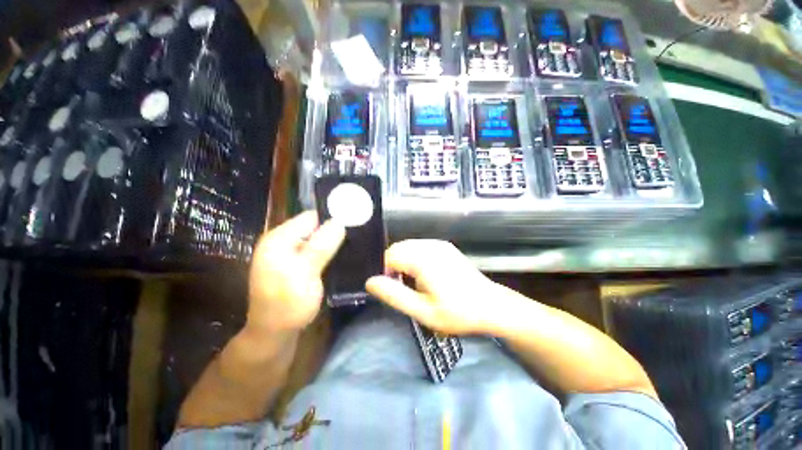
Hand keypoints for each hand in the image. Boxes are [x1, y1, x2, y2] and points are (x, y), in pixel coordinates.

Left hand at [247, 211, 345, 334]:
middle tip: (358, 235)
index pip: (311, 217)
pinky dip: (328, 250)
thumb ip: (320, 246)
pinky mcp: (295, 263)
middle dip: (335, 230)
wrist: (274, 334)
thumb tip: (339, 221)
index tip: (355, 222)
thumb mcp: (305, 274)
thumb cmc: (288, 305)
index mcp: (279, 239)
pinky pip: (315, 250)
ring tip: (354, 243)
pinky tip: (342, 254)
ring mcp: (288, 253)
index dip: (333, 217)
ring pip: (317, 238)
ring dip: (333, 241)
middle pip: (314, 226)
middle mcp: (281, 241)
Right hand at [366, 240, 497, 334]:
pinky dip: (415, 258)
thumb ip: (395, 295)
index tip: (394, 290)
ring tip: (413, 283)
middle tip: (403, 288)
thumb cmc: (457, 312)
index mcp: (423, 259)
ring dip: (404, 261)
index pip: (390, 255)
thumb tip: (370, 282)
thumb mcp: (423, 311)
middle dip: (394, 266)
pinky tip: (424, 275)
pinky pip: (421, 247)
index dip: (385, 272)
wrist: (491, 306)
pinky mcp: (445, 247)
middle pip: (399, 248)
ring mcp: (439, 244)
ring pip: (409, 247)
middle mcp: (430, 246)